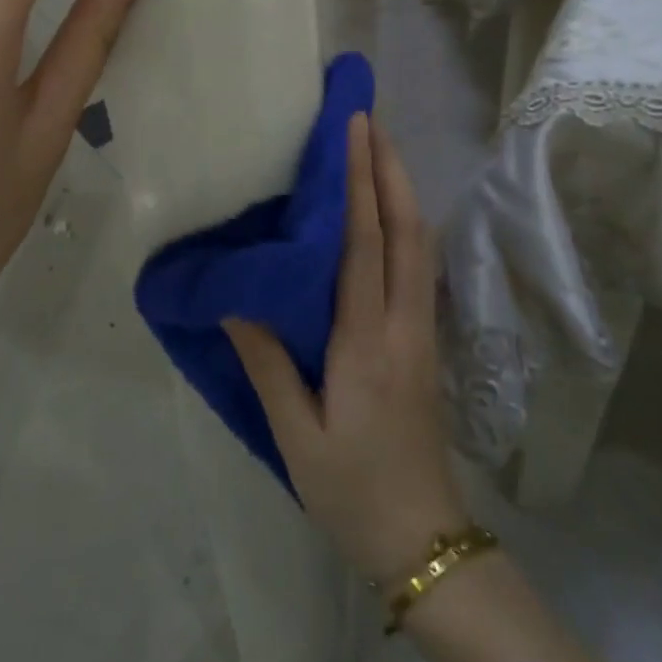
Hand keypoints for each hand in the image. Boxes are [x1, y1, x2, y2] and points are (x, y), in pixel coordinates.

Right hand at [224, 116, 465, 582]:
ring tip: (379, 149)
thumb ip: (266, 361)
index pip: (364, 244)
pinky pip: (419, 266)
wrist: (423, 541)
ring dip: (402, 190)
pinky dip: (406, 223)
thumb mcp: (295, 433)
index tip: (352, 130)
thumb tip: (235, 298)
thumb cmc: (351, 489)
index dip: (358, 182)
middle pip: (407, 230)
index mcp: (366, 342)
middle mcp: (403, 324)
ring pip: (421, 245)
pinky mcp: (425, 342)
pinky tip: (390, 211)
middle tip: (368, 119)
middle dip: (390, 168)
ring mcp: (422, 332)